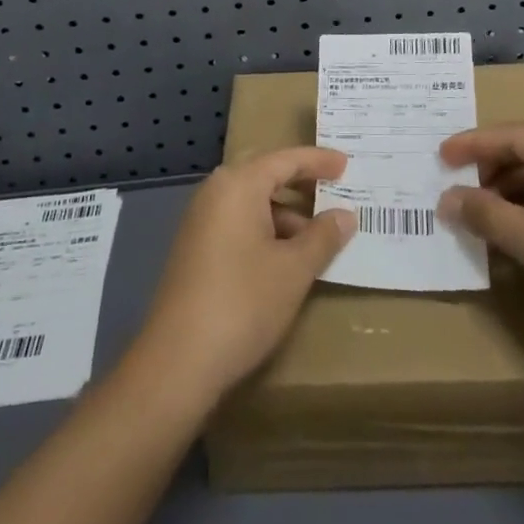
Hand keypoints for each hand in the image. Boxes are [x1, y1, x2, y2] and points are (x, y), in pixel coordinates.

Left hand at [132, 146, 355, 406]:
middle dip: (302, 185)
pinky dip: (266, 232)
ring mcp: (201, 221)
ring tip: (320, 239)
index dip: (318, 161)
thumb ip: (323, 237)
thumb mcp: (294, 270)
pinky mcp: (195, 249)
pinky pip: (239, 224)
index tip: (346, 163)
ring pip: (253, 204)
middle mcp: (216, 192)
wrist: (177, 363)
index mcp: (238, 184)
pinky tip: (287, 260)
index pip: (286, 159)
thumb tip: (344, 215)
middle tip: (336, 191)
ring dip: (286, 216)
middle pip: (266, 176)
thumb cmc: (243, 303)